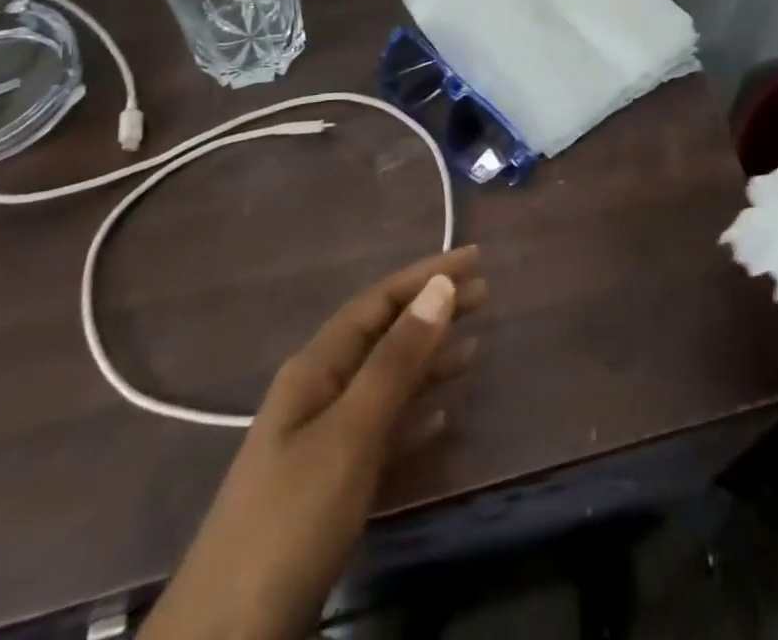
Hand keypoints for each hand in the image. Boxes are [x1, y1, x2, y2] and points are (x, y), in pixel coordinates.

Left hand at [141, 248, 485, 639]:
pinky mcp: (331, 487)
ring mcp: (322, 442)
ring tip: (476, 349)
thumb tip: (440, 287)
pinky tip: (444, 420)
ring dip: (430, 362)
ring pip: (387, 384)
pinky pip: (384, 433)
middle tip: (486, 294)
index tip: (475, 258)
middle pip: (385, 336)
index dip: (427, 275)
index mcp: (316, 369)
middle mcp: (319, 393)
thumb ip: (396, 361)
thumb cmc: (291, 520)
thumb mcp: (350, 433)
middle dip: (433, 311)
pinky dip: (416, 418)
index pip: (379, 302)